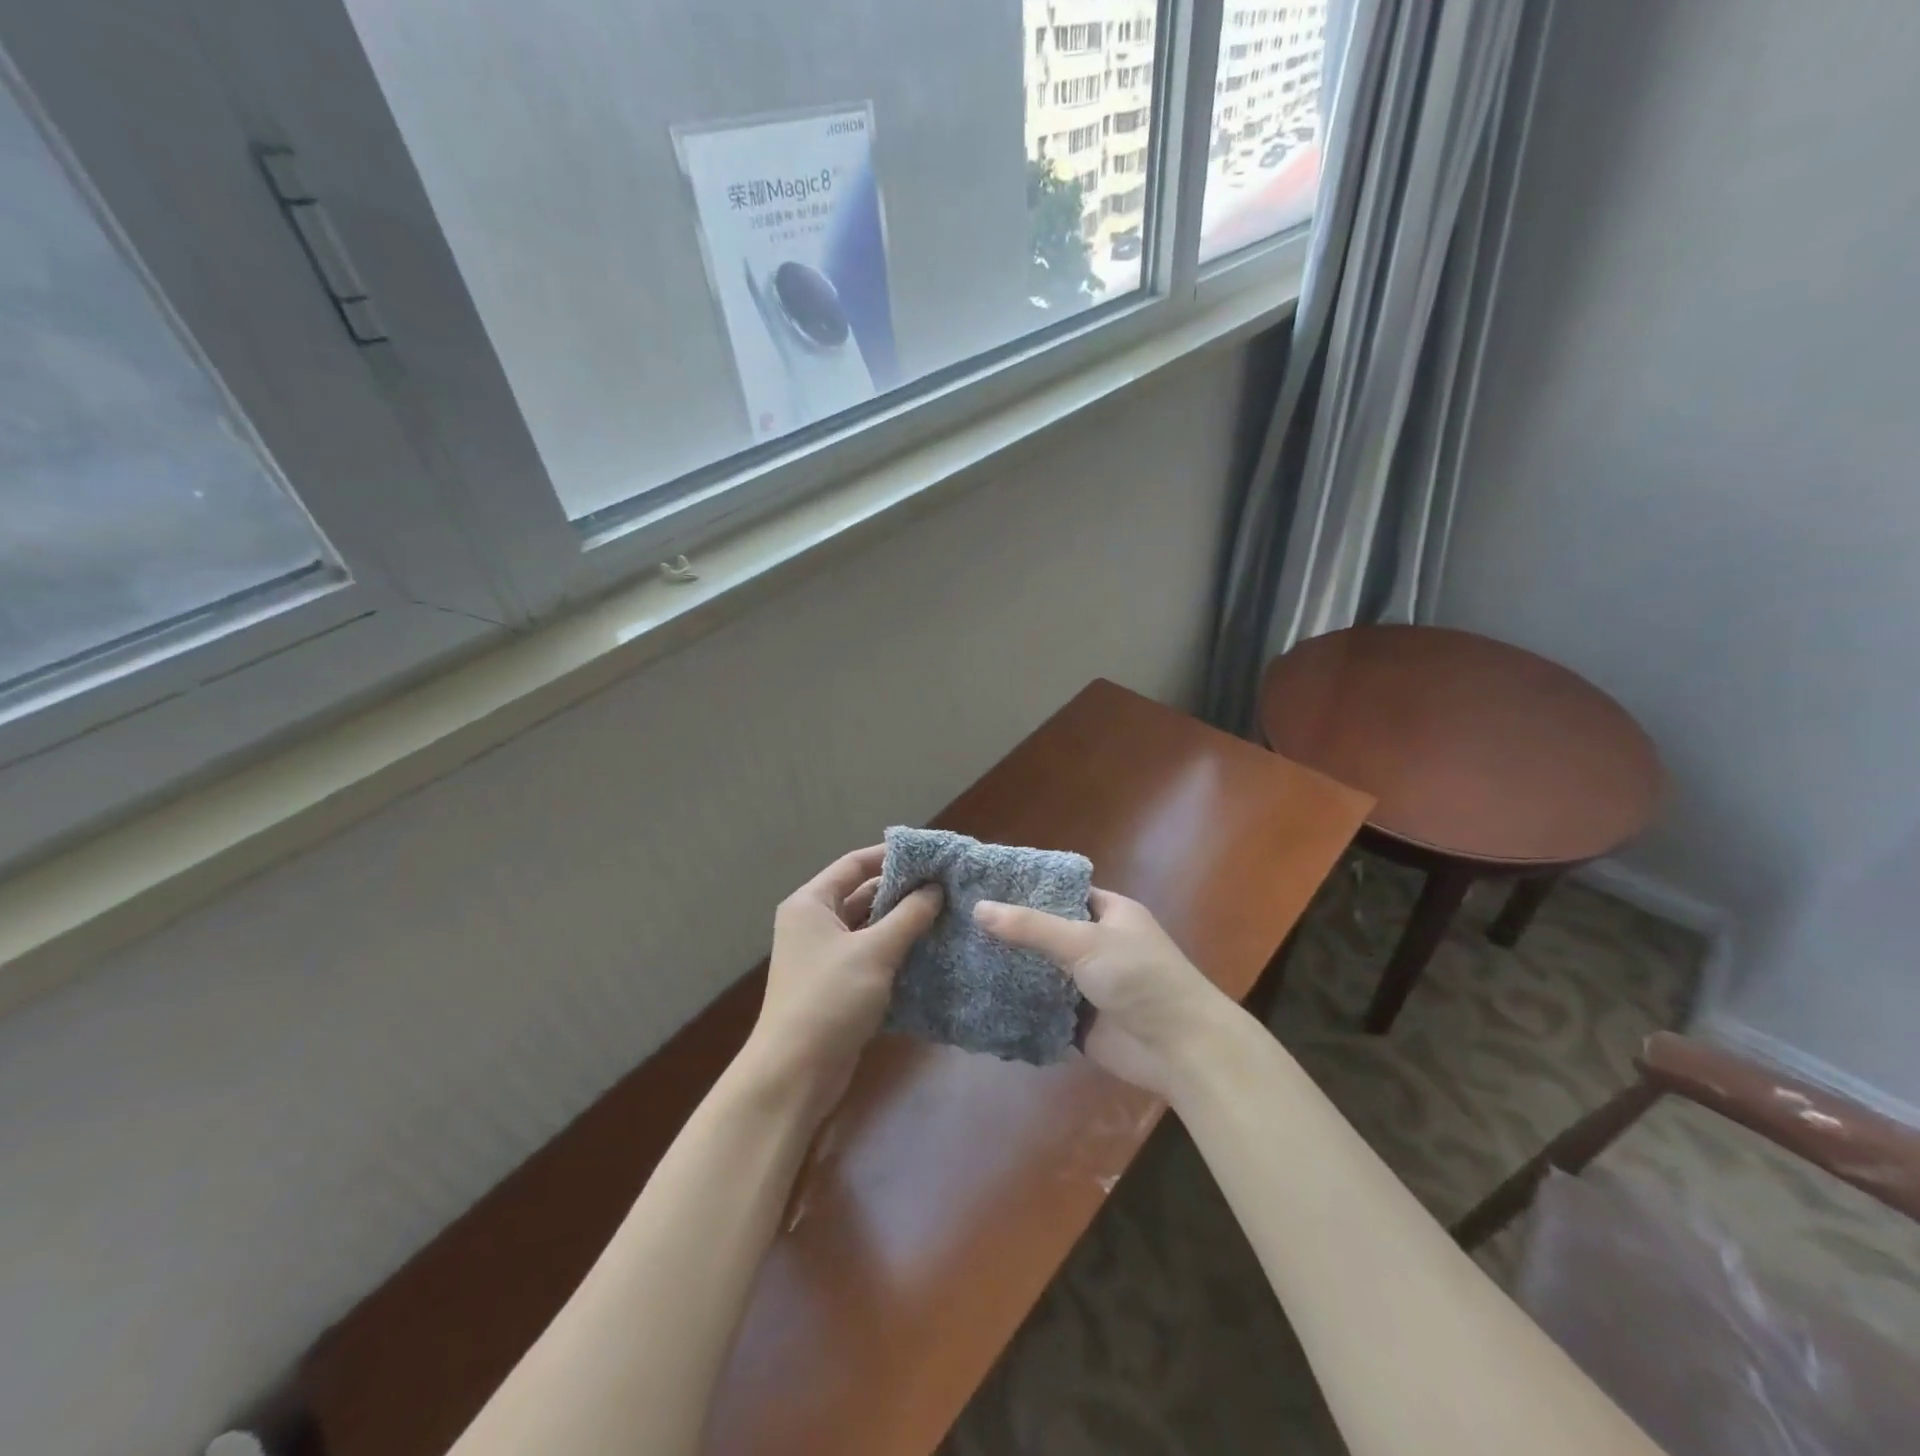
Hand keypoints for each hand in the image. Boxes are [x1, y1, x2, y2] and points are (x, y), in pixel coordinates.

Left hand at [747, 845, 941, 1118]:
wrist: (794, 1075)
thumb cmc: (829, 999)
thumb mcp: (874, 952)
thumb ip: (908, 916)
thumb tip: (936, 887)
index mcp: (811, 904)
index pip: (855, 864)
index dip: (892, 856)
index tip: (932, 855)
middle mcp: (814, 923)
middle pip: (863, 894)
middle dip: (903, 891)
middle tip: (948, 886)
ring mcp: (825, 956)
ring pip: (870, 927)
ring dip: (903, 923)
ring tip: (947, 914)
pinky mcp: (838, 985)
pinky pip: (871, 955)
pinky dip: (897, 951)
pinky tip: (931, 950)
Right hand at [973, 889, 1229, 1097]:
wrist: (1180, 1047)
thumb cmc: (1138, 976)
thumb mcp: (1084, 940)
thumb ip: (1030, 926)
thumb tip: (978, 907)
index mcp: (1108, 912)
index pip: (1061, 891)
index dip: (1026, 889)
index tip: (983, 885)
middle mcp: (1097, 943)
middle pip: (1047, 932)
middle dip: (1011, 931)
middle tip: (960, 921)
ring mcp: (1088, 983)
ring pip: (1041, 970)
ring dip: (1011, 968)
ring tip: (960, 954)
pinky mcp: (1079, 1019)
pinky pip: (1042, 1006)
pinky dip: (1019, 1003)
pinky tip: (979, 995)